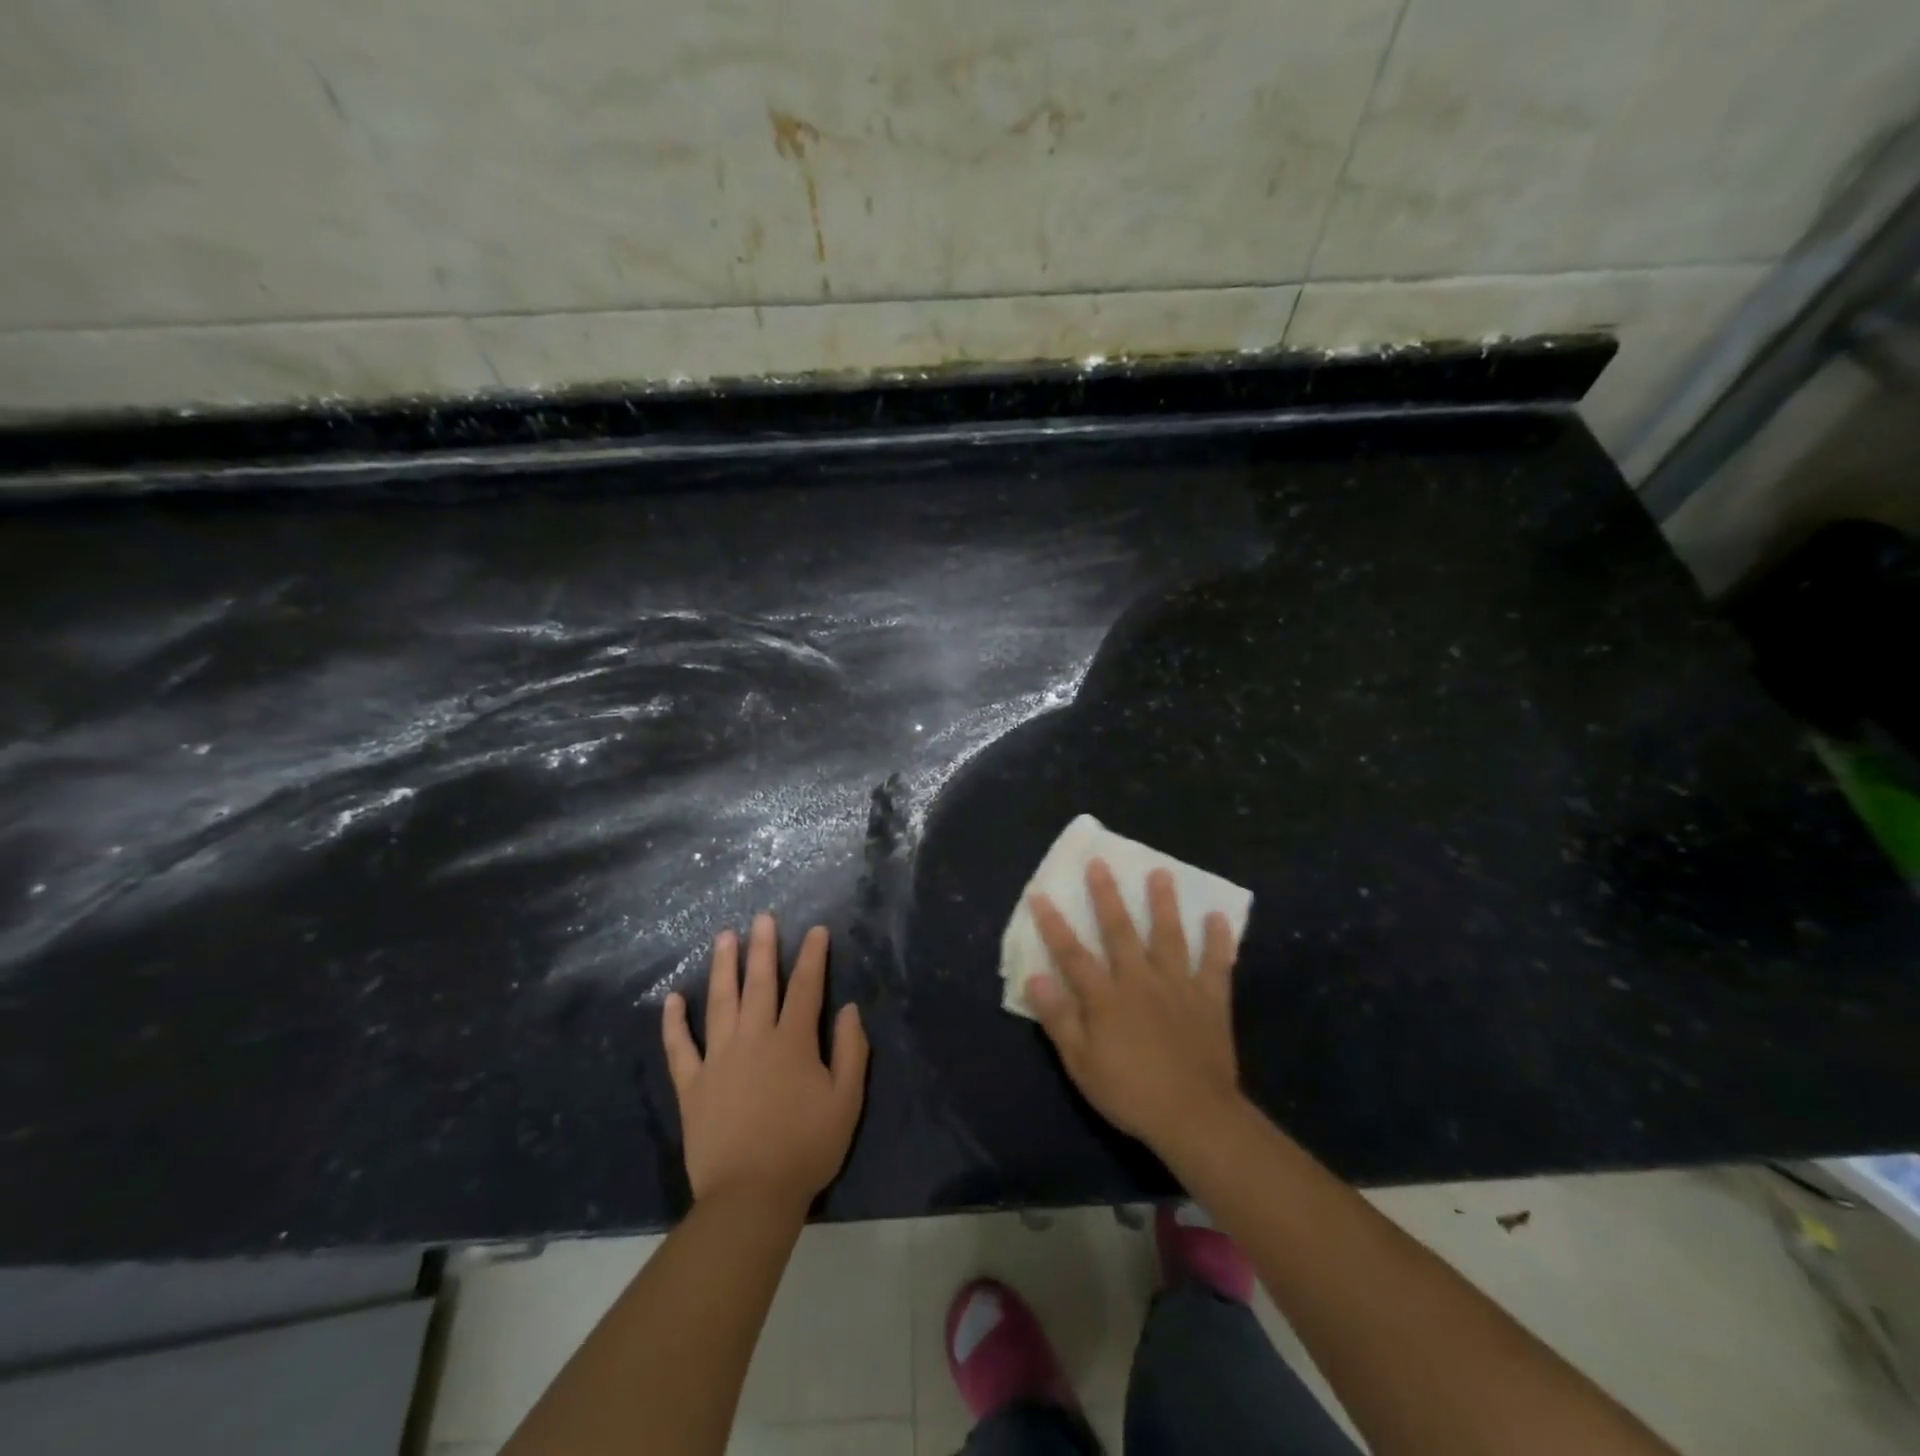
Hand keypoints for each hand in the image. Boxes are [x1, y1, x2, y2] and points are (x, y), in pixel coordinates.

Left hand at [662, 913, 868, 1209]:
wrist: (750, 1196)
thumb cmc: (806, 1148)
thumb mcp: (846, 1101)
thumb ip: (851, 1051)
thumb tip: (849, 1009)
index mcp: (793, 1041)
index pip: (806, 987)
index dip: (813, 956)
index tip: (816, 930)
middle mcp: (754, 1038)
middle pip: (759, 983)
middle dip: (763, 947)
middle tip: (762, 917)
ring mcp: (718, 1059)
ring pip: (719, 1002)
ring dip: (723, 966)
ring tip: (724, 937)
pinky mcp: (692, 1084)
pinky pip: (680, 1047)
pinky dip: (674, 1023)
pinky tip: (672, 998)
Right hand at [1027, 861, 1242, 1155]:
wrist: (1195, 1117)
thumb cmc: (1131, 1093)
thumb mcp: (1082, 1064)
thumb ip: (1059, 1018)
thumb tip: (1036, 977)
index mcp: (1106, 997)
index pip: (1072, 953)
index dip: (1054, 924)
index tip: (1040, 893)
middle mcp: (1140, 980)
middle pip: (1120, 931)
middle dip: (1107, 895)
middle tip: (1101, 863)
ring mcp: (1178, 986)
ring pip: (1169, 936)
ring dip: (1163, 903)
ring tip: (1160, 872)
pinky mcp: (1210, 999)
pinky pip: (1216, 964)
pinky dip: (1218, 940)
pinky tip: (1218, 918)